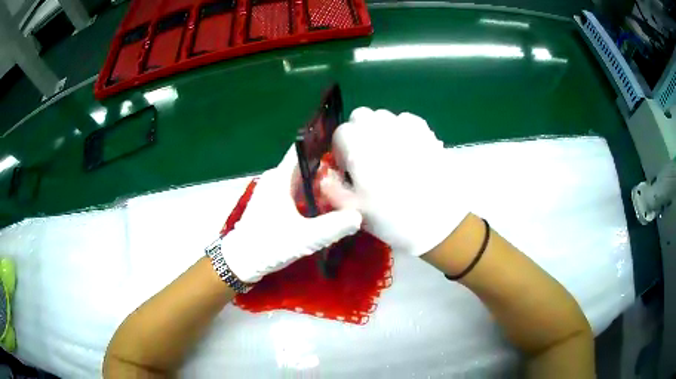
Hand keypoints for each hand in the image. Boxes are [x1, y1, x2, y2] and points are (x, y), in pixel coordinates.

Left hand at [221, 145, 362, 282]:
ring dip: (319, 185)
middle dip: (327, 171)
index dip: (322, 146)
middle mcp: (275, 179)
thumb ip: (334, 227)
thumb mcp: (305, 238)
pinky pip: (295, 192)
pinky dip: (310, 196)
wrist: (242, 261)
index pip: (302, 150)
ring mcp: (273, 191)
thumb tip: (358, 216)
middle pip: (305, 166)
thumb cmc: (269, 245)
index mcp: (280, 178)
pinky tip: (324, 207)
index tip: (345, 151)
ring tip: (343, 191)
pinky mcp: (272, 204)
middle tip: (350, 178)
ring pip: (301, 180)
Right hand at [330, 107, 467, 256]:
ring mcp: (405, 128)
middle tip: (366, 157)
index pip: (340, 132)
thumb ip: (332, 189)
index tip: (349, 168)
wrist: (438, 221)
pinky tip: (408, 149)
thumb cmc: (391, 218)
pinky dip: (402, 129)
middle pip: (360, 116)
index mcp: (358, 148)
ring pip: (383, 116)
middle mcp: (380, 130)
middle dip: (358, 133)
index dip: (341, 150)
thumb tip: (326, 175)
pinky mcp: (425, 132)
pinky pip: (406, 120)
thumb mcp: (353, 209)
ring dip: (379, 130)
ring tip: (388, 154)